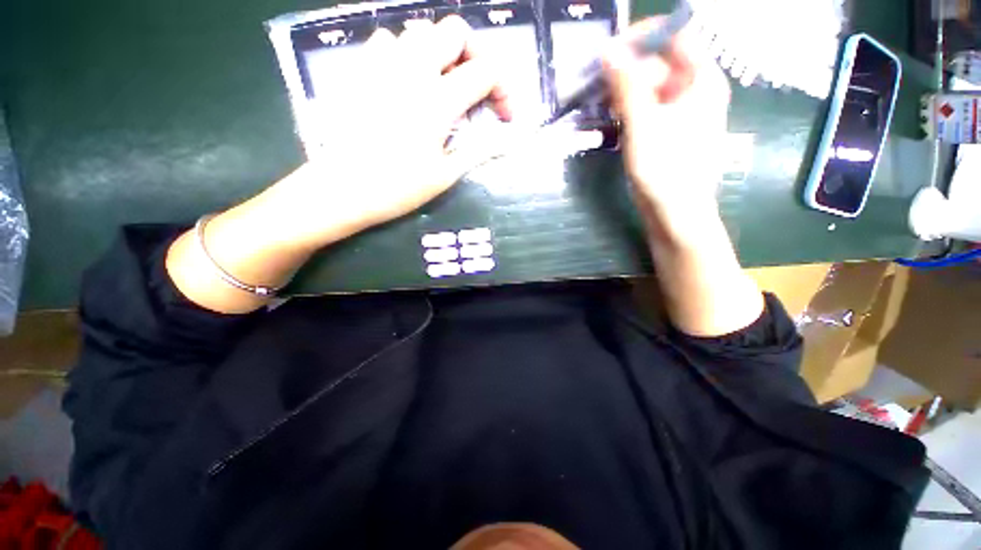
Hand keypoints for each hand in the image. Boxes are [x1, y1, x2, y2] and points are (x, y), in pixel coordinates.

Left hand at [270, 16, 510, 248]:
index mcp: (438, 100)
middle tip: (476, 87)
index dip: (504, 91)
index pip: (487, 72)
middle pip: (455, 30)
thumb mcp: (446, 175)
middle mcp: (413, 70)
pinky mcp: (361, 70)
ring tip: (444, 83)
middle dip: (476, 55)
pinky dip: (406, 52)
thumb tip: (504, 142)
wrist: (343, 189)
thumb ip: (478, 151)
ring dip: (441, 50)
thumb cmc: (398, 188)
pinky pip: (387, 40)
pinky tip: (408, 81)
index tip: (503, 117)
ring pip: (421, 29)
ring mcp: (383, 65)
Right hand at [603, 19, 762, 336]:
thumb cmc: (666, 172)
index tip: (610, 50)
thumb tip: (608, 51)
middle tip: (596, 84)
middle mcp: (696, 88)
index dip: (642, 35)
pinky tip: (612, 118)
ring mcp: (683, 110)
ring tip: (599, 104)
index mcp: (701, 79)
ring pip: (651, 84)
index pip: (676, 34)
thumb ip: (627, 87)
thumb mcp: (643, 127)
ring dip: (624, 89)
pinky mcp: (670, 129)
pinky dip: (629, 106)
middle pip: (660, 60)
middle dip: (627, 67)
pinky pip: (649, 105)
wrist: (676, 214)